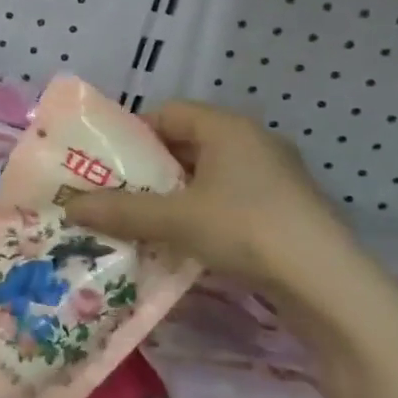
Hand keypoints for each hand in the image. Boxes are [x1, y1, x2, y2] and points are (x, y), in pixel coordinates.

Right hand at [66, 101, 357, 300]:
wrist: (328, 284)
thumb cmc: (246, 229)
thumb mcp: (173, 219)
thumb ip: (119, 210)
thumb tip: (68, 207)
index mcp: (228, 128)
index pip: (168, 113)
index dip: (132, 133)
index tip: (106, 162)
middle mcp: (253, 142)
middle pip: (186, 144)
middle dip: (148, 168)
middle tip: (115, 192)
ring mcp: (275, 176)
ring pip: (207, 175)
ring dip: (173, 194)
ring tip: (141, 219)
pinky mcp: (286, 209)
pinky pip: (229, 198)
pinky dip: (201, 212)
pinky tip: (183, 240)